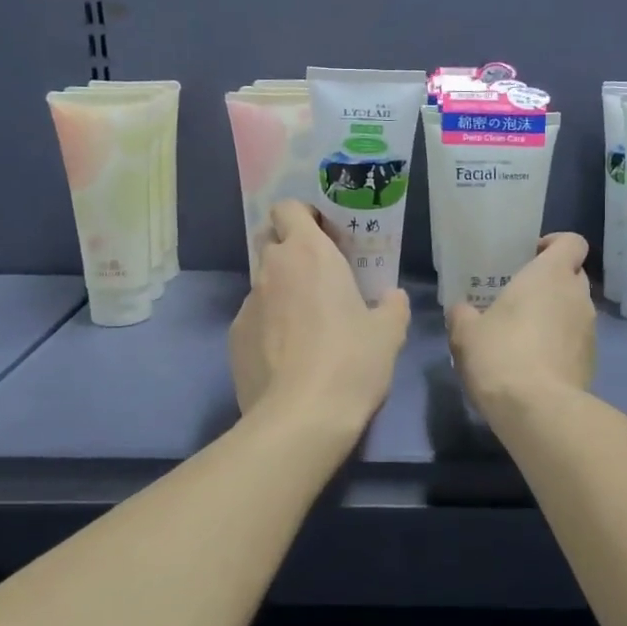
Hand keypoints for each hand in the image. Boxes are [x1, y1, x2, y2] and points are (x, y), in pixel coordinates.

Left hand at [229, 201, 411, 429]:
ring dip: (281, 290)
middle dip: (288, 247)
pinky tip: (288, 356)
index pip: (288, 208)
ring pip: (262, 282)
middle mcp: (272, 269)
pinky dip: (268, 326)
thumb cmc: (351, 362)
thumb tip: (392, 297)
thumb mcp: (388, 333)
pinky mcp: (234, 337)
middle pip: (269, 238)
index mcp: (309, 254)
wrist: (300, 417)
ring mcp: (247, 304)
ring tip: (306, 325)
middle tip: (317, 274)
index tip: (325, 235)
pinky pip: (253, 318)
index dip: (304, 215)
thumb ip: (392, 306)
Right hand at [447, 233, 595, 418]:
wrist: (538, 409)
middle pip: (573, 275)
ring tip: (525, 335)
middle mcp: (577, 296)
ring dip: (555, 315)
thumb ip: (463, 314)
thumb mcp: (465, 333)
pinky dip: (560, 344)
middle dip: (551, 282)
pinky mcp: (592, 361)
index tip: (531, 255)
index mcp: (550, 275)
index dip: (555, 243)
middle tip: (520, 297)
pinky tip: (535, 364)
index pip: (572, 242)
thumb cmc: (500, 355)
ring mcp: (590, 330)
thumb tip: (463, 310)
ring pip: (575, 310)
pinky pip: (576, 340)